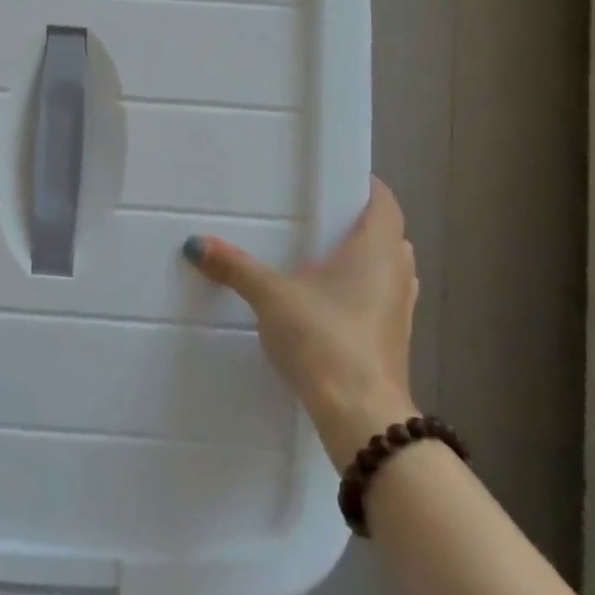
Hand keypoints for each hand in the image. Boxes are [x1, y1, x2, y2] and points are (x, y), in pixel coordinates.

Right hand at [186, 176, 418, 467]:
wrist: (360, 414)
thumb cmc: (323, 338)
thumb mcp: (271, 297)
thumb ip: (235, 268)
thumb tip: (195, 243)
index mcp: (375, 250)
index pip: (386, 203)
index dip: (367, 187)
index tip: (339, 180)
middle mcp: (396, 274)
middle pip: (389, 236)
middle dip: (361, 225)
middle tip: (320, 219)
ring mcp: (399, 311)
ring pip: (389, 271)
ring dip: (365, 261)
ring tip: (322, 259)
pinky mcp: (393, 341)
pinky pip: (381, 301)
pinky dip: (362, 293)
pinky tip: (328, 304)